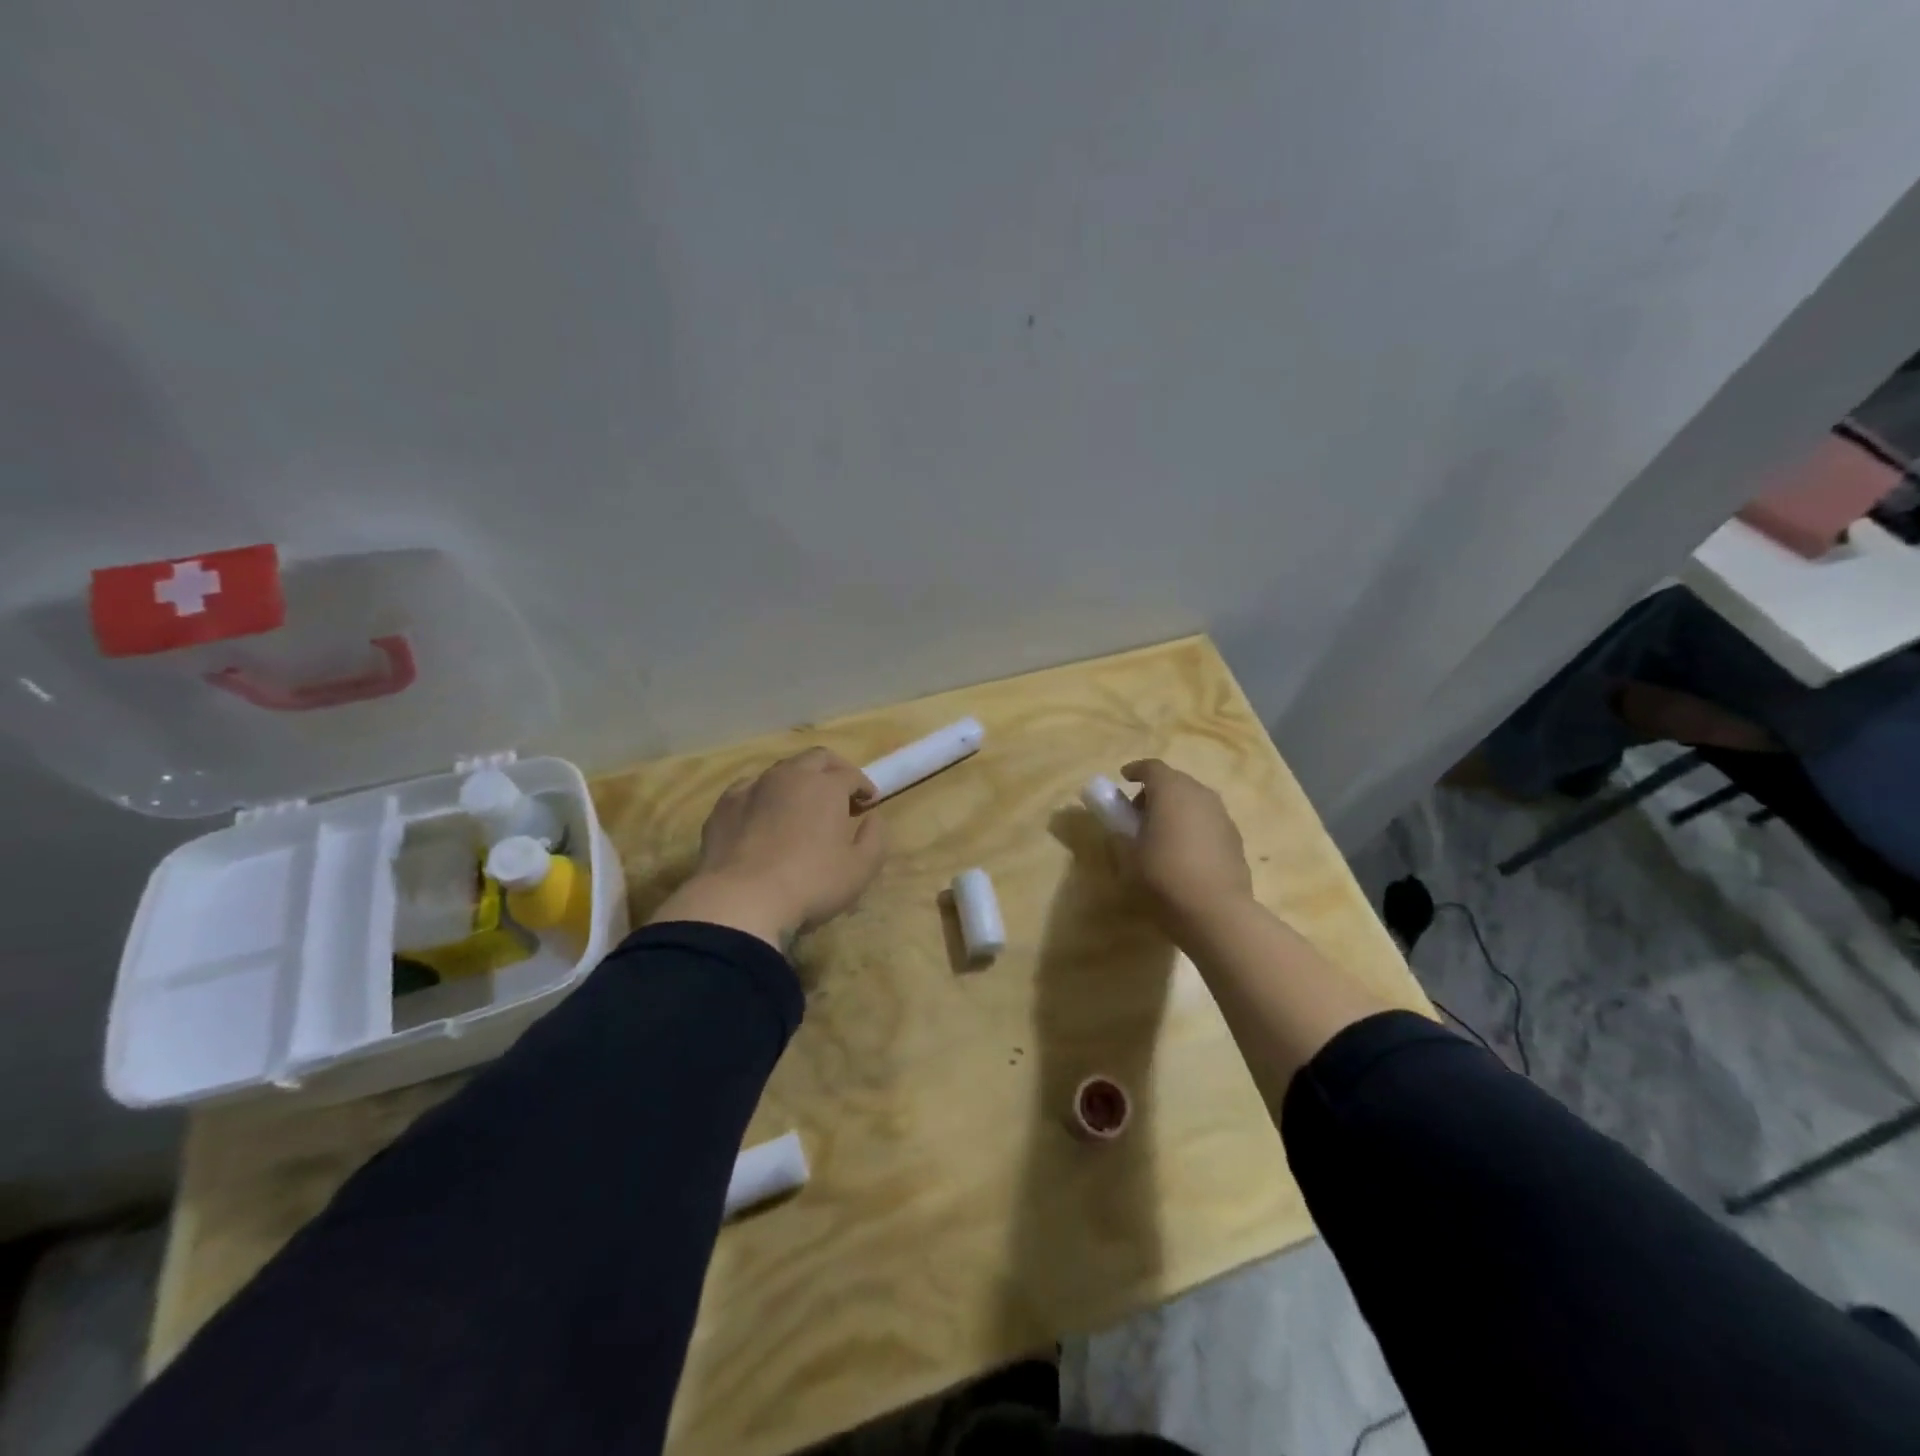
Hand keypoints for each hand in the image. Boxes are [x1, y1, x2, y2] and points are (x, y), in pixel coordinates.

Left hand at [649, 748, 885, 947]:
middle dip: (833, 770)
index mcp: (826, 786)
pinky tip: (764, 816)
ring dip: (798, 781)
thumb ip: (875, 837)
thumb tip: (873, 818)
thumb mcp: (861, 868)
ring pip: (781, 770)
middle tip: (840, 794)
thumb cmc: (812, 883)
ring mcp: (753, 787)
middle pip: (816, 759)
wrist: (741, 899)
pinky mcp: (724, 805)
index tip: (868, 803)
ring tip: (802, 806)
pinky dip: (764, 796)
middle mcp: (790, 776)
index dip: (863, 786)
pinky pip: (750, 789)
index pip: (851, 774)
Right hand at [1121, 759, 1253, 927]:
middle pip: (1175, 781)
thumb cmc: (1163, 877)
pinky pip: (1207, 820)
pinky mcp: (1234, 837)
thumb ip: (1120, 835)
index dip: (1135, 770)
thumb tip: (1120, 828)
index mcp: (1171, 790)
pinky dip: (1193, 826)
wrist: (1216, 911)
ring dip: (1176, 809)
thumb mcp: (1128, 857)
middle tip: (1138, 813)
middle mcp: (1200, 794)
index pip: (1152, 768)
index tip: (1123, 778)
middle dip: (1155, 792)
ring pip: (1193, 800)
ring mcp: (1222, 815)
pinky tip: (1184, 851)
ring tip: (1161, 834)